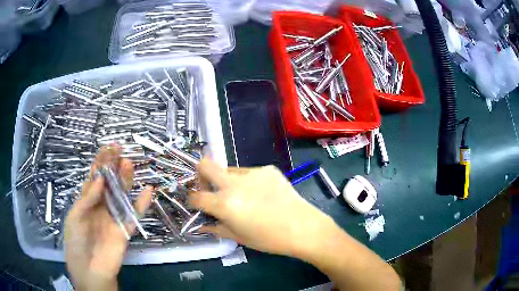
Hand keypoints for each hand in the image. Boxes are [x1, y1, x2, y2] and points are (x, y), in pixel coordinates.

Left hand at [64, 146, 152, 290]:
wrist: (90, 269)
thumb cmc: (76, 241)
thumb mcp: (75, 217)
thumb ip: (88, 198)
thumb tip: (100, 177)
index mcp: (87, 201)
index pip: (95, 177)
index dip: (100, 162)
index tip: (108, 148)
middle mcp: (101, 205)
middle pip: (109, 183)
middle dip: (113, 167)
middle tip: (120, 151)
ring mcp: (114, 216)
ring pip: (121, 194)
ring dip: (126, 180)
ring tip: (128, 164)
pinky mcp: (125, 229)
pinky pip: (135, 214)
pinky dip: (142, 204)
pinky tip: (148, 191)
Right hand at [189, 159, 332, 257]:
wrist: (303, 227)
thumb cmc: (269, 239)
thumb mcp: (238, 237)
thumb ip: (215, 228)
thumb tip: (201, 224)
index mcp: (224, 204)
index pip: (195, 196)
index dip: (192, 200)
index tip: (197, 204)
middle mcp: (234, 183)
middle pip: (205, 165)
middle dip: (201, 175)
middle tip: (210, 189)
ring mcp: (252, 173)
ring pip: (229, 170)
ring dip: (228, 182)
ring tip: (244, 197)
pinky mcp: (267, 169)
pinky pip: (249, 173)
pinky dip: (248, 182)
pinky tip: (262, 195)